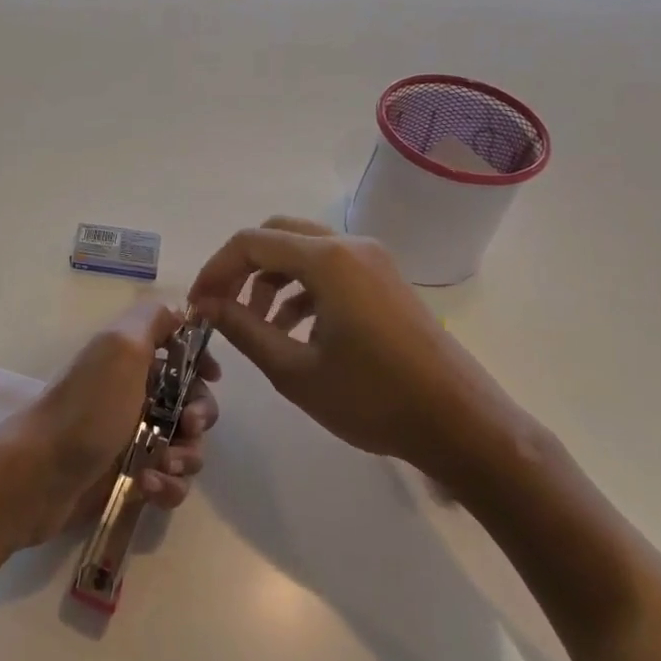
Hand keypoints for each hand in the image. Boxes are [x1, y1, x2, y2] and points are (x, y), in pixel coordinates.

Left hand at [0, 301, 219, 549]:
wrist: (40, 475)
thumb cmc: (87, 408)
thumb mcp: (120, 347)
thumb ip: (152, 320)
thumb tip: (180, 313)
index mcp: (131, 359)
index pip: (178, 351)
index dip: (199, 361)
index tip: (211, 377)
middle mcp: (134, 394)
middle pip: (191, 400)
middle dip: (200, 415)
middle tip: (188, 426)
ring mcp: (133, 438)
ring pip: (186, 444)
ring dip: (186, 456)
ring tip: (161, 465)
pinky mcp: (131, 478)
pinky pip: (170, 481)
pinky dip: (168, 485)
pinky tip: (147, 487)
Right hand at [188, 216, 521, 488]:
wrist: (462, 425)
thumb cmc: (373, 400)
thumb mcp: (295, 371)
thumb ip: (243, 330)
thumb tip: (207, 307)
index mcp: (327, 260)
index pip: (250, 243)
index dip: (215, 270)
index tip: (198, 307)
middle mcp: (350, 246)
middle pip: (276, 235)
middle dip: (240, 267)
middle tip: (221, 306)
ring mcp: (372, 260)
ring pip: (302, 250)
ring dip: (269, 278)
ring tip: (254, 324)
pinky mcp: (385, 280)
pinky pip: (329, 267)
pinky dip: (300, 287)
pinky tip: (291, 328)